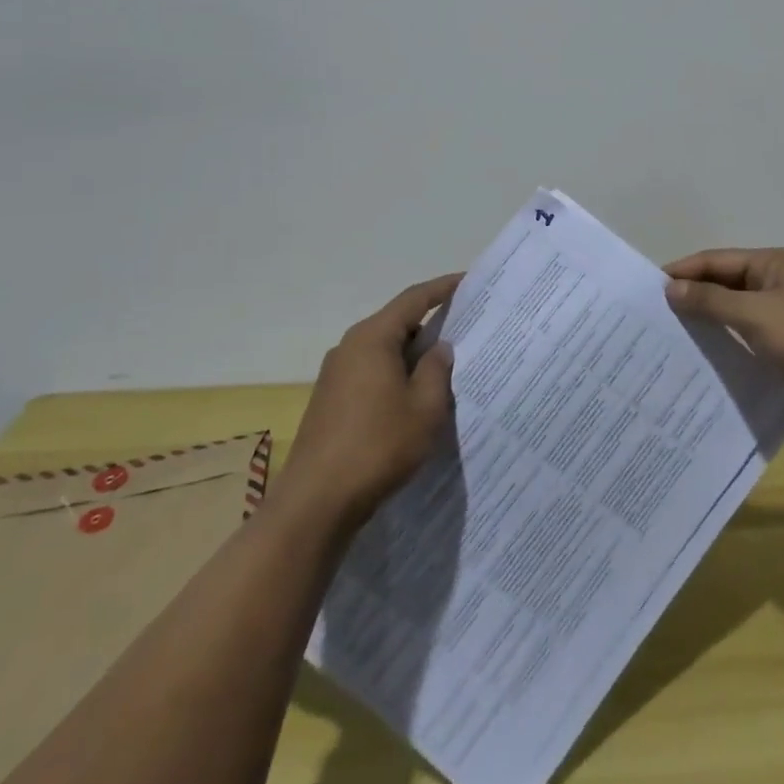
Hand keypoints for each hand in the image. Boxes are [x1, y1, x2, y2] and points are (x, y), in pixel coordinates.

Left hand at [280, 273, 461, 526]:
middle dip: (431, 324)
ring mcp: (335, 374)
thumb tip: (439, 348)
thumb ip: (437, 370)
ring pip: (384, 350)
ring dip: (413, 354)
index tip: (468, 281)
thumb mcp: (425, 407)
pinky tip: (413, 397)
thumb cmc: (378, 446)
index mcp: (373, 338)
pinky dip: (395, 374)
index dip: (442, 288)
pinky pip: (371, 372)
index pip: (414, 299)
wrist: (315, 502)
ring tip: (445, 366)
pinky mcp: (330, 400)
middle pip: (397, 322)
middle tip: (465, 328)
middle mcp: (350, 347)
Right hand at [665, 248, 783, 424]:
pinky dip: (726, 336)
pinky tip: (704, 353)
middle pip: (724, 281)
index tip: (649, 289)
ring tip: (672, 333)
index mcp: (771, 263)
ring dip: (708, 317)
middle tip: (655, 314)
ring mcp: (783, 309)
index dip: (683, 271)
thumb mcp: (755, 316)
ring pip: (734, 307)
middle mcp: (776, 279)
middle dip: (692, 294)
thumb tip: (671, 288)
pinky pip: (747, 329)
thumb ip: (711, 301)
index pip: (716, 260)